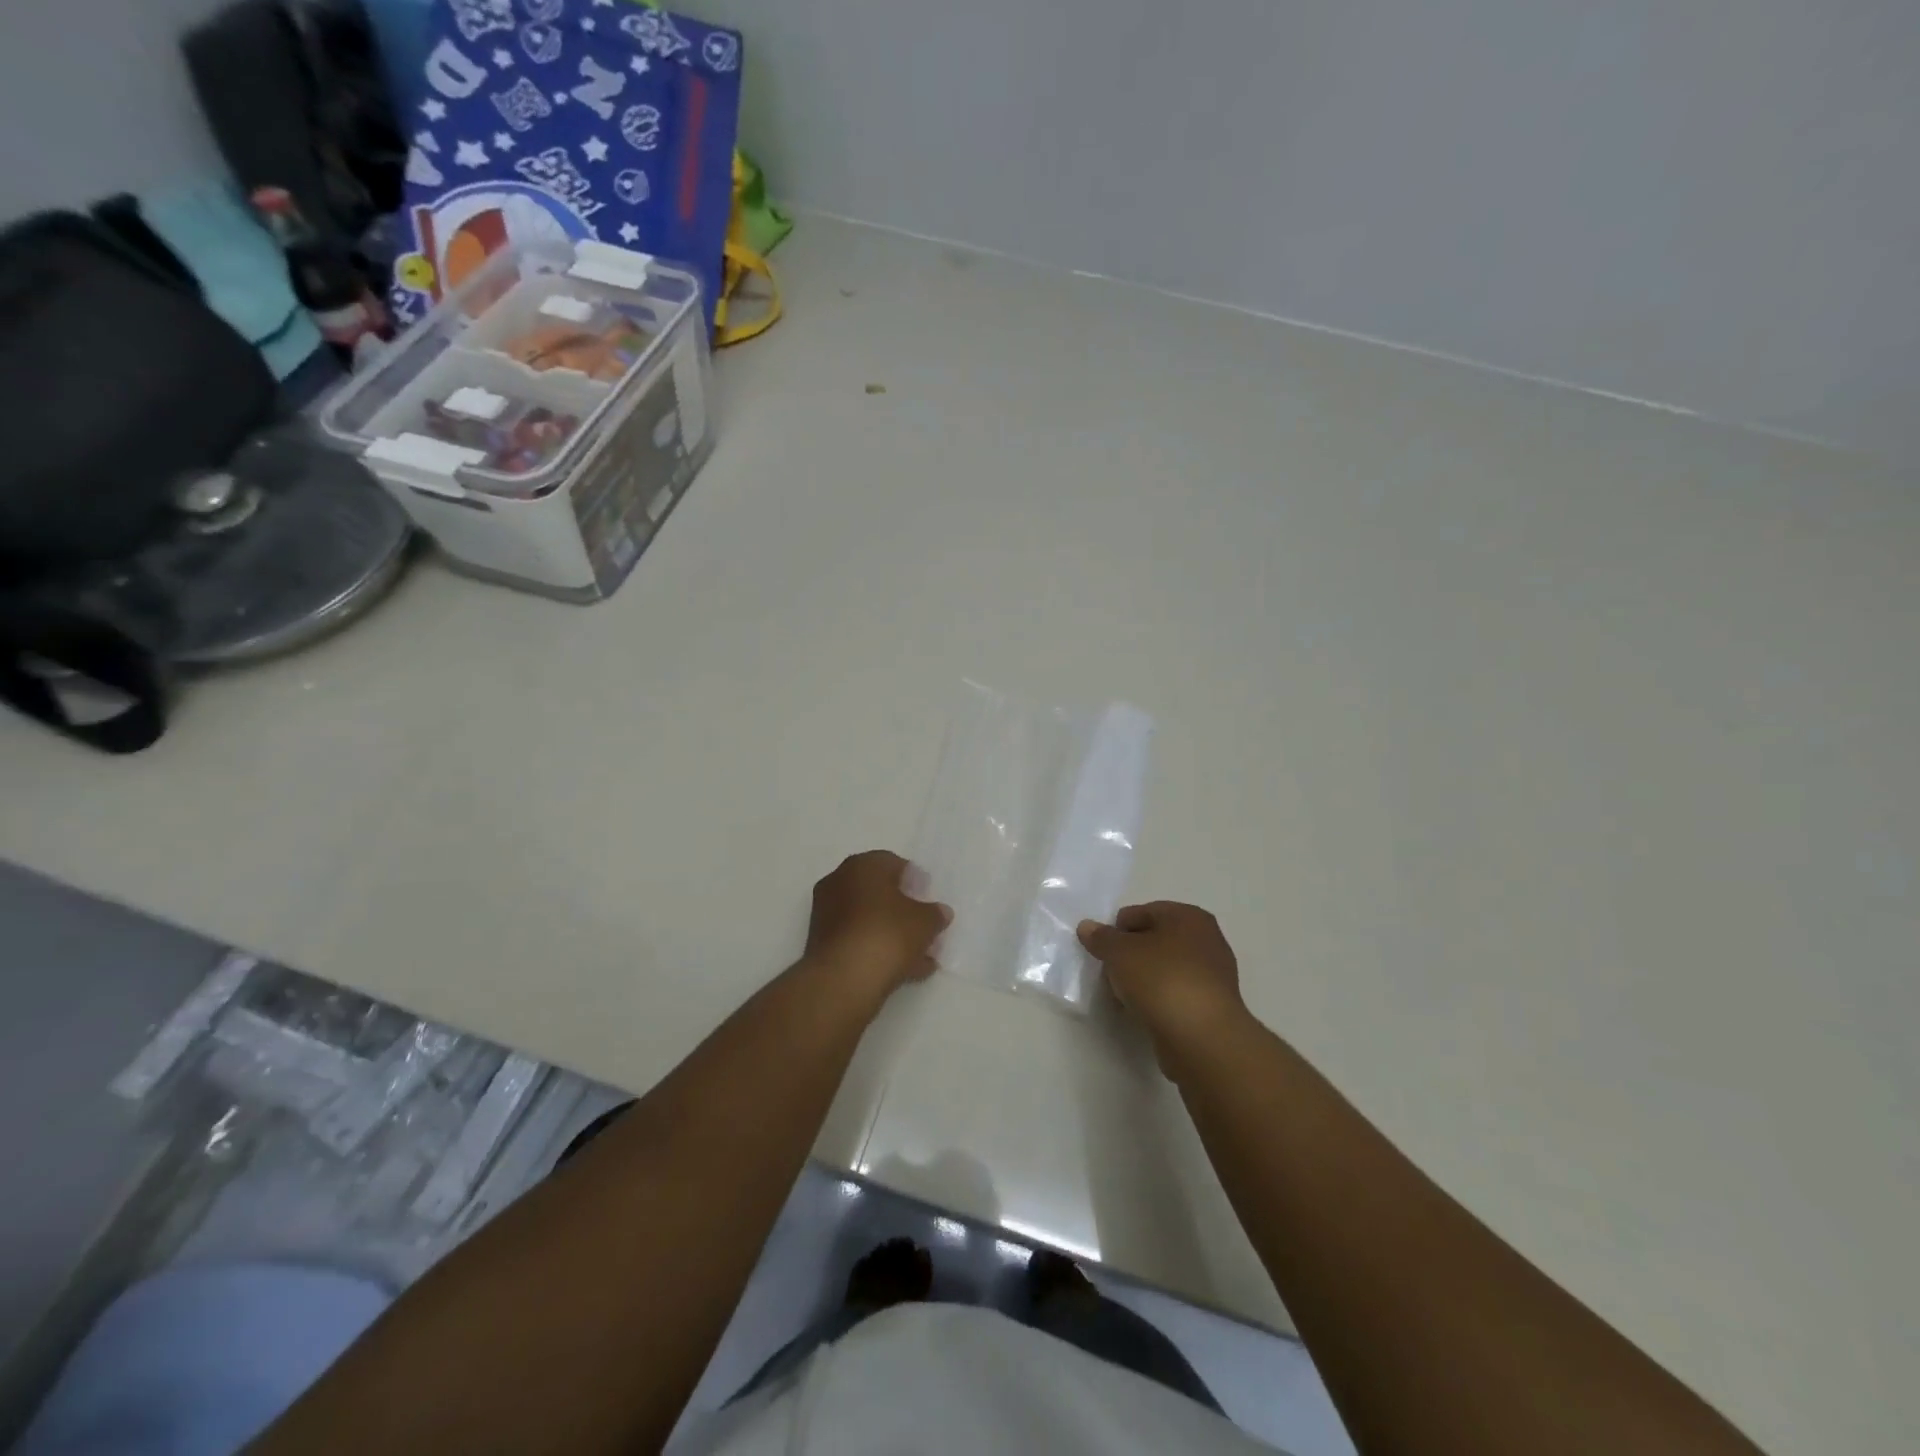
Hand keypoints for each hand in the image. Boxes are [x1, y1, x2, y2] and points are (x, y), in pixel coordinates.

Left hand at [804, 851, 950, 1001]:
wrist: (843, 979)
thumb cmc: (887, 934)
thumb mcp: (925, 922)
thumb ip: (935, 914)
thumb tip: (940, 912)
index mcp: (862, 865)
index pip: (894, 863)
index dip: (915, 881)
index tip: (929, 898)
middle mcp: (839, 882)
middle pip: (879, 892)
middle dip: (903, 909)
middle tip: (924, 925)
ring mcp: (826, 914)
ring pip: (868, 919)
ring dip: (893, 933)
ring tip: (920, 955)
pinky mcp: (822, 944)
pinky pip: (858, 940)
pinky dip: (878, 949)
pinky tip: (904, 970)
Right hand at [1078, 902, 1249, 1071]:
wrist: (1201, 1037)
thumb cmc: (1161, 979)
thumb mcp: (1120, 952)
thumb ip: (1101, 937)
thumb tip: (1087, 927)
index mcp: (1189, 916)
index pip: (1141, 912)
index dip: (1117, 930)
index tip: (1103, 953)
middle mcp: (1207, 939)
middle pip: (1154, 940)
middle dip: (1130, 955)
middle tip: (1112, 974)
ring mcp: (1213, 974)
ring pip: (1164, 968)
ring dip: (1143, 979)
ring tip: (1125, 997)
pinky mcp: (1212, 1006)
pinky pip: (1176, 993)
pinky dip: (1159, 999)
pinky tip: (1145, 1013)